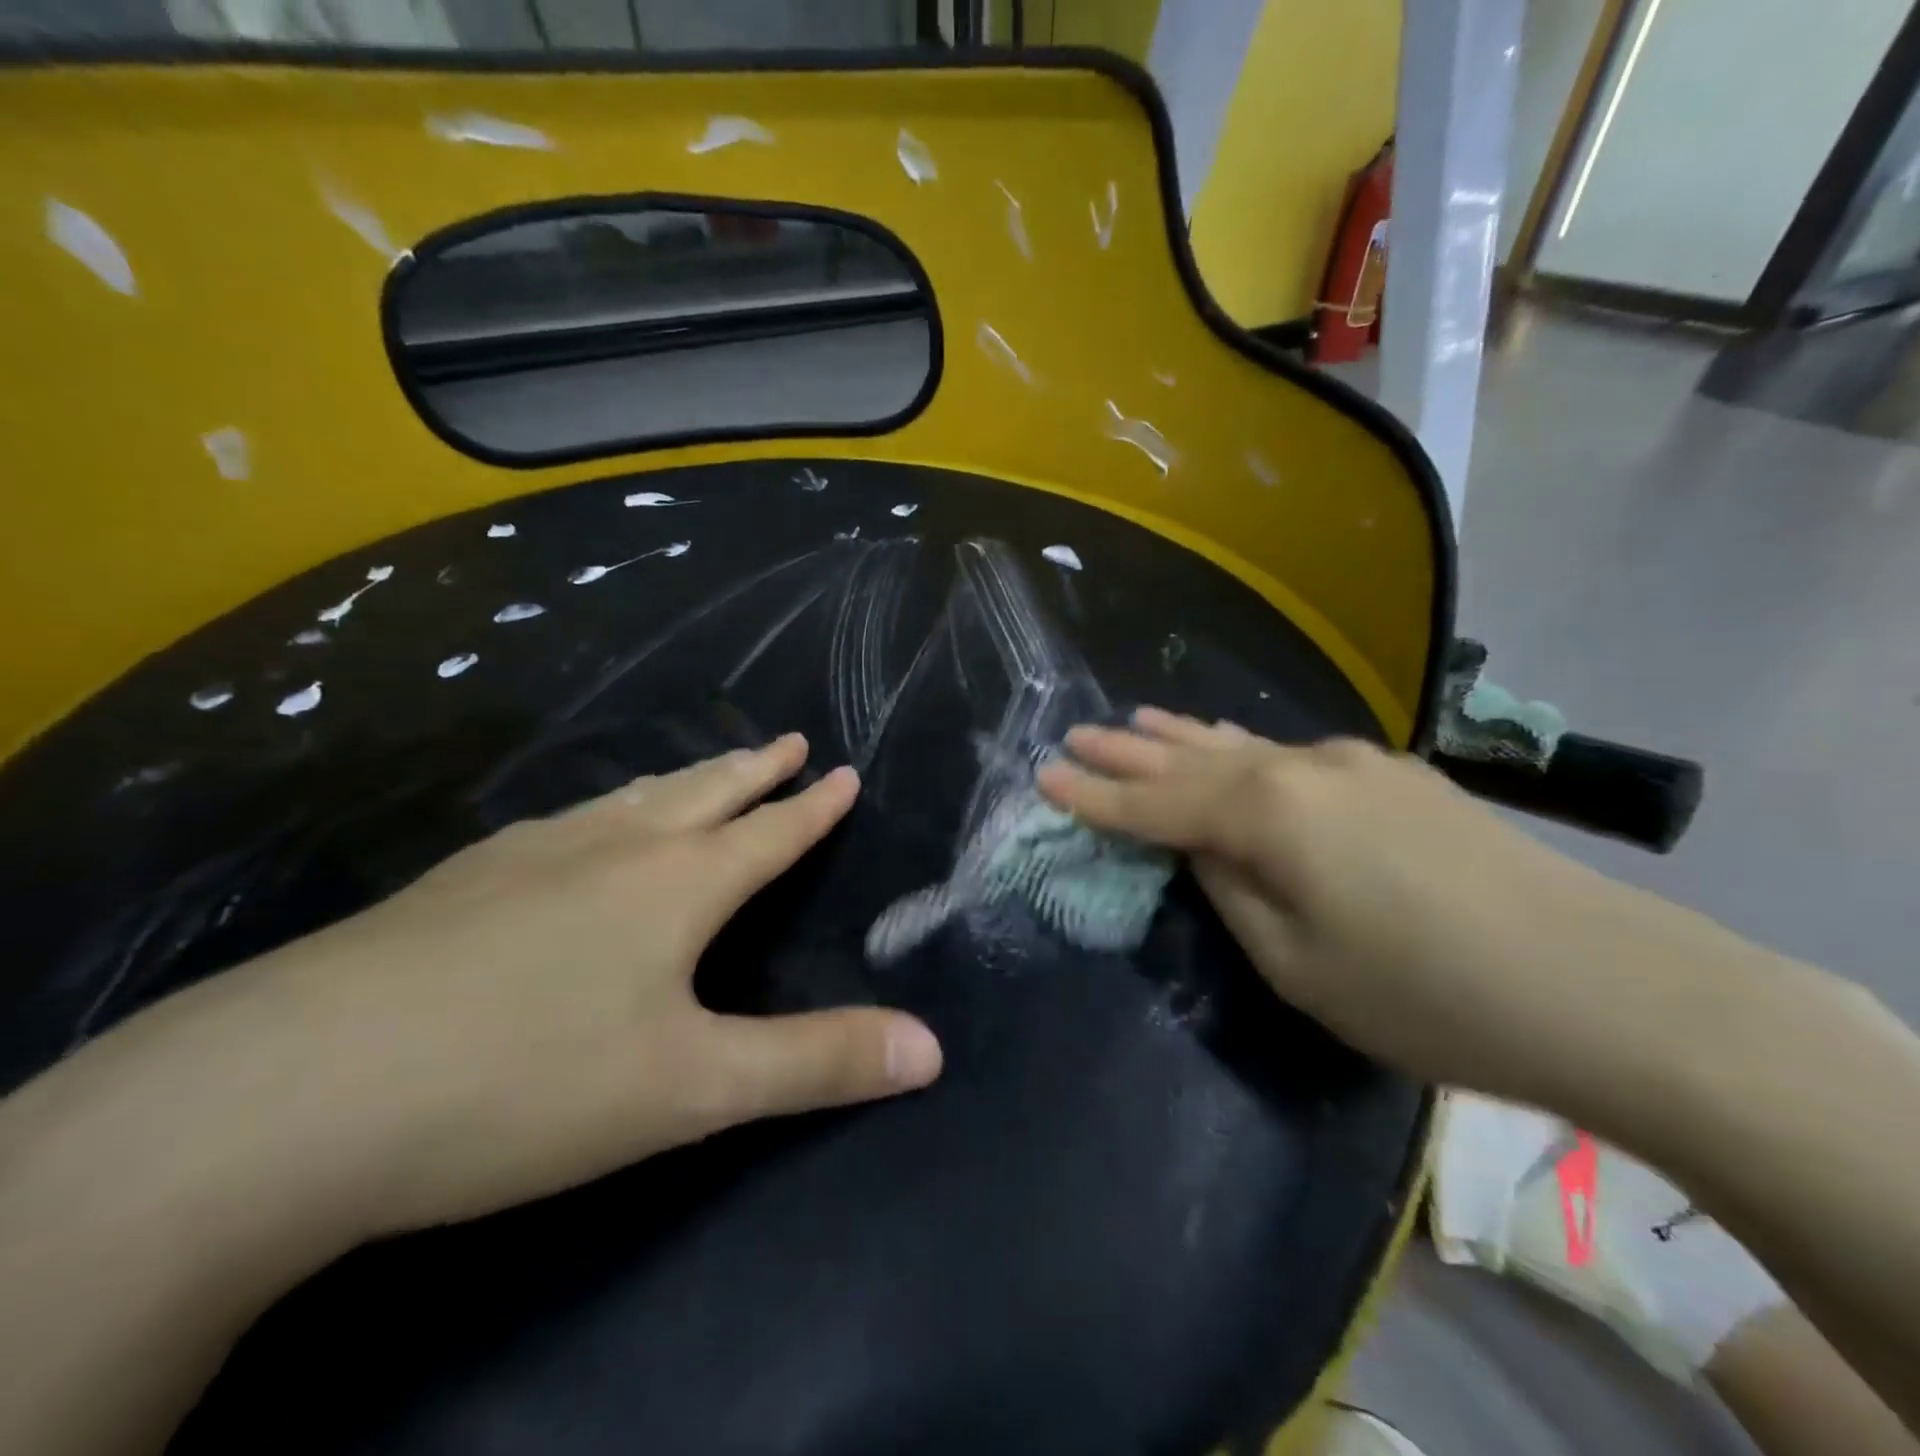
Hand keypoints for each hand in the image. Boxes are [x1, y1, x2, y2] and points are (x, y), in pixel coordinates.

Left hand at [233, 734, 941, 1236]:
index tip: (843, 769)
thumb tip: (932, 1049)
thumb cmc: (525, 1085)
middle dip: (755, 768)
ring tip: (704, 771)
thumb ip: (818, 1064)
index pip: (769, 831)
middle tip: (788, 741)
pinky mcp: (458, 882)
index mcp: (676, 884)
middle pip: (703, 792)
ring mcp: (528, 856)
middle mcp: (611, 848)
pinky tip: (579, 831)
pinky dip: (605, 811)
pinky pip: (563, 824)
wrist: (286, 1099)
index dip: (814, 806)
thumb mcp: (694, 1090)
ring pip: (629, 798)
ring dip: (682, 780)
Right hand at [1035, 708, 1729, 1103]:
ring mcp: (1352, 764)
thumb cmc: (1425, 993)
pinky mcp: (1394, 776)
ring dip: (1184, 738)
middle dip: (1128, 752)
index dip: (1094, 796)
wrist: (1603, 984)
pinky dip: (1242, 751)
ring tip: (1137, 722)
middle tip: (1076, 734)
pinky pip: (1289, 755)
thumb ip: (1233, 891)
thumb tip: (1206, 850)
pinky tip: (1230, 747)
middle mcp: (1300, 768)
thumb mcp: (1297, 963)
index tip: (1043, 776)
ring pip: (1243, 746)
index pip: (1154, 805)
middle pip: (1191, 759)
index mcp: (1266, 813)